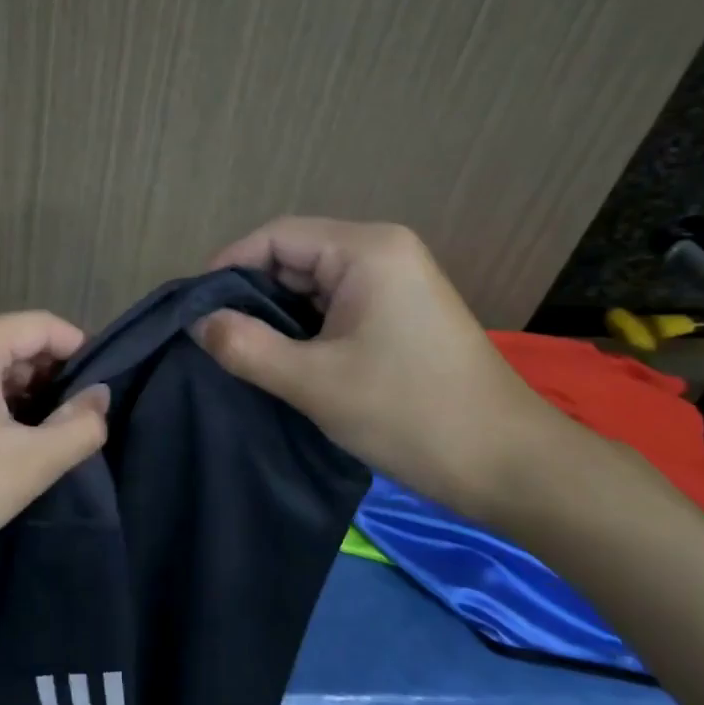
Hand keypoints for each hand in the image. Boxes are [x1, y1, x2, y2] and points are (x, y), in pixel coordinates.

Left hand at [0, 313, 109, 585]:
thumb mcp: (32, 462)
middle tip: (83, 425)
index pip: (45, 326)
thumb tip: (101, 396)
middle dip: (57, 380)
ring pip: (0, 367)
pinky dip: (3, 407)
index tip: (105, 396)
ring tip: (56, 439)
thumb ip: (81, 425)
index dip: (83, 355)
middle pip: (21, 343)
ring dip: (32, 398)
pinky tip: (18, 444)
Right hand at [195, 218, 575, 520]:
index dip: (227, 267)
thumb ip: (245, 347)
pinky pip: (333, 307)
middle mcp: (382, 252)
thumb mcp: (314, 382)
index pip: (276, 237)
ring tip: (237, 352)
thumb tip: (196, 322)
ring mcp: (394, 283)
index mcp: (367, 250)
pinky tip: (279, 361)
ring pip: (310, 286)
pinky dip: (302, 330)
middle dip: (249, 295)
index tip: (193, 311)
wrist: (510, 467)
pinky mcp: (399, 314)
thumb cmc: (411, 414)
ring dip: (274, 316)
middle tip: (211, 338)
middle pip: (293, 257)